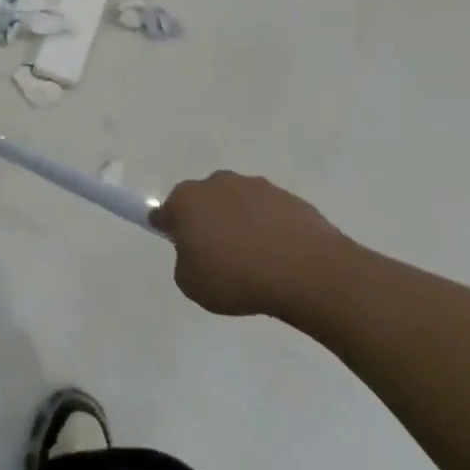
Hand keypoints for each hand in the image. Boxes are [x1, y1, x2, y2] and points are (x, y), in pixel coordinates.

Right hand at [152, 171, 353, 323]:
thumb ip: (184, 264)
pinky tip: (279, 256)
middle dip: (205, 223)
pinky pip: (266, 212)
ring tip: (255, 260)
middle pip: (201, 202)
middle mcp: (215, 184)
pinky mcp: (285, 195)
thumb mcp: (192, 286)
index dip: (169, 230)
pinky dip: (268, 227)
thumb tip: (195, 253)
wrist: (305, 270)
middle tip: (218, 257)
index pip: (164, 212)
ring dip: (238, 223)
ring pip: (235, 203)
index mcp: (185, 201)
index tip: (181, 249)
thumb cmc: (238, 279)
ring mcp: (253, 186)